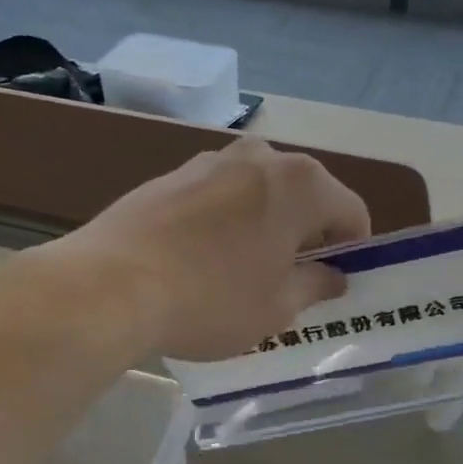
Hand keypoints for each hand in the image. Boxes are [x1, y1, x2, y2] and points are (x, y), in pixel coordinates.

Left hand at [50, 137, 371, 360]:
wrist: (109, 283)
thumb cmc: (211, 298)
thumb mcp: (276, 306)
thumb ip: (315, 285)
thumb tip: (333, 276)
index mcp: (301, 183)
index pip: (351, 212)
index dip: (353, 249)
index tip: (337, 281)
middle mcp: (261, 157)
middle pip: (306, 194)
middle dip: (308, 233)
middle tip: (294, 279)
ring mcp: (212, 160)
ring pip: (260, 191)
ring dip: (267, 223)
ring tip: (245, 268)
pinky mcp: (172, 174)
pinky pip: (220, 194)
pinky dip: (227, 219)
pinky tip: (203, 258)